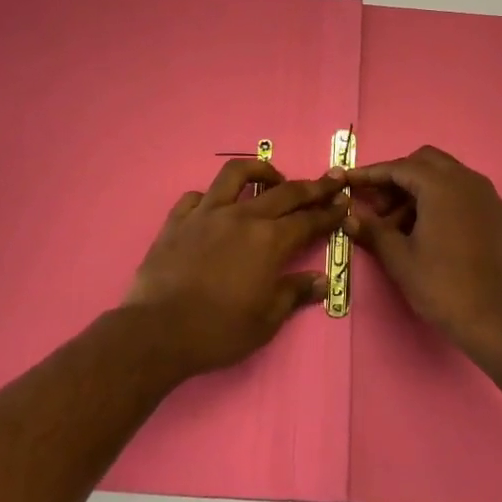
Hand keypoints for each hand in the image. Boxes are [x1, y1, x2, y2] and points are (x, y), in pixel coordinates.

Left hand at [125, 158, 347, 376]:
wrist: (158, 331)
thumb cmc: (218, 331)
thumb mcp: (266, 321)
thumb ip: (294, 293)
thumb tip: (322, 280)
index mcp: (270, 241)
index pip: (309, 220)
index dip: (329, 211)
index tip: (344, 200)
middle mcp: (242, 217)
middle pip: (284, 192)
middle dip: (311, 186)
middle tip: (329, 180)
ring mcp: (207, 213)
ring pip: (237, 174)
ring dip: (260, 170)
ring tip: (272, 179)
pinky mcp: (178, 219)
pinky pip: (197, 196)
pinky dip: (212, 197)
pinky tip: (216, 207)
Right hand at [344, 146, 501, 359]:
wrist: (496, 319)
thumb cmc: (442, 285)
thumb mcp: (399, 259)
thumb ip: (372, 230)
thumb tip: (349, 217)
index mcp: (442, 185)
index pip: (399, 167)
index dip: (371, 174)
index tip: (349, 182)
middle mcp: (467, 180)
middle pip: (425, 162)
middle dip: (397, 177)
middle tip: (378, 206)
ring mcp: (487, 196)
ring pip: (446, 175)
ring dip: (419, 189)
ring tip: (399, 225)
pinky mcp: (497, 213)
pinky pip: (463, 192)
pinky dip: (441, 198)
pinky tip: (427, 229)